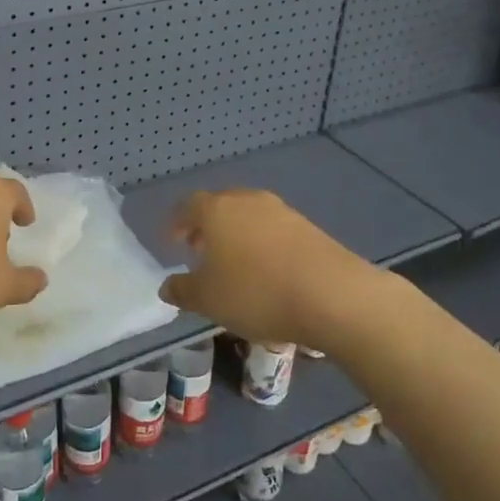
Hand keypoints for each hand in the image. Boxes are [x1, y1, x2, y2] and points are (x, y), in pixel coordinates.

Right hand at [159, 189, 382, 350]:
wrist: (332, 295)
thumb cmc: (256, 292)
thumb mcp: (208, 300)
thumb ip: (182, 291)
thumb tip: (167, 286)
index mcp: (216, 210)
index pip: (187, 206)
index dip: (176, 224)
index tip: (173, 243)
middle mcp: (247, 200)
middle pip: (219, 206)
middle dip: (207, 228)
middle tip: (200, 253)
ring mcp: (282, 211)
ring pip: (249, 217)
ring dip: (236, 236)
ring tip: (234, 266)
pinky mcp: (309, 227)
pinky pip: (273, 231)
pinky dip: (262, 245)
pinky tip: (267, 273)